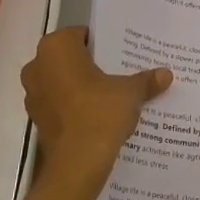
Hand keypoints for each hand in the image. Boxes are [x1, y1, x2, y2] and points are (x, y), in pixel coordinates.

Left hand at [21, 28, 171, 193]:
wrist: (77, 164)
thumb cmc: (100, 113)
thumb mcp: (130, 92)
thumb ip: (146, 80)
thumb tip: (166, 74)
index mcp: (56, 48)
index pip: (82, 35)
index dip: (104, 43)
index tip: (123, 53)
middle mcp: (37, 66)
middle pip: (71, 58)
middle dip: (93, 65)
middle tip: (121, 71)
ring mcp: (33, 94)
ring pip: (63, 82)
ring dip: (83, 87)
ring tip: (113, 95)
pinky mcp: (37, 120)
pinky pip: (60, 104)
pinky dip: (76, 107)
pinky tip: (100, 116)